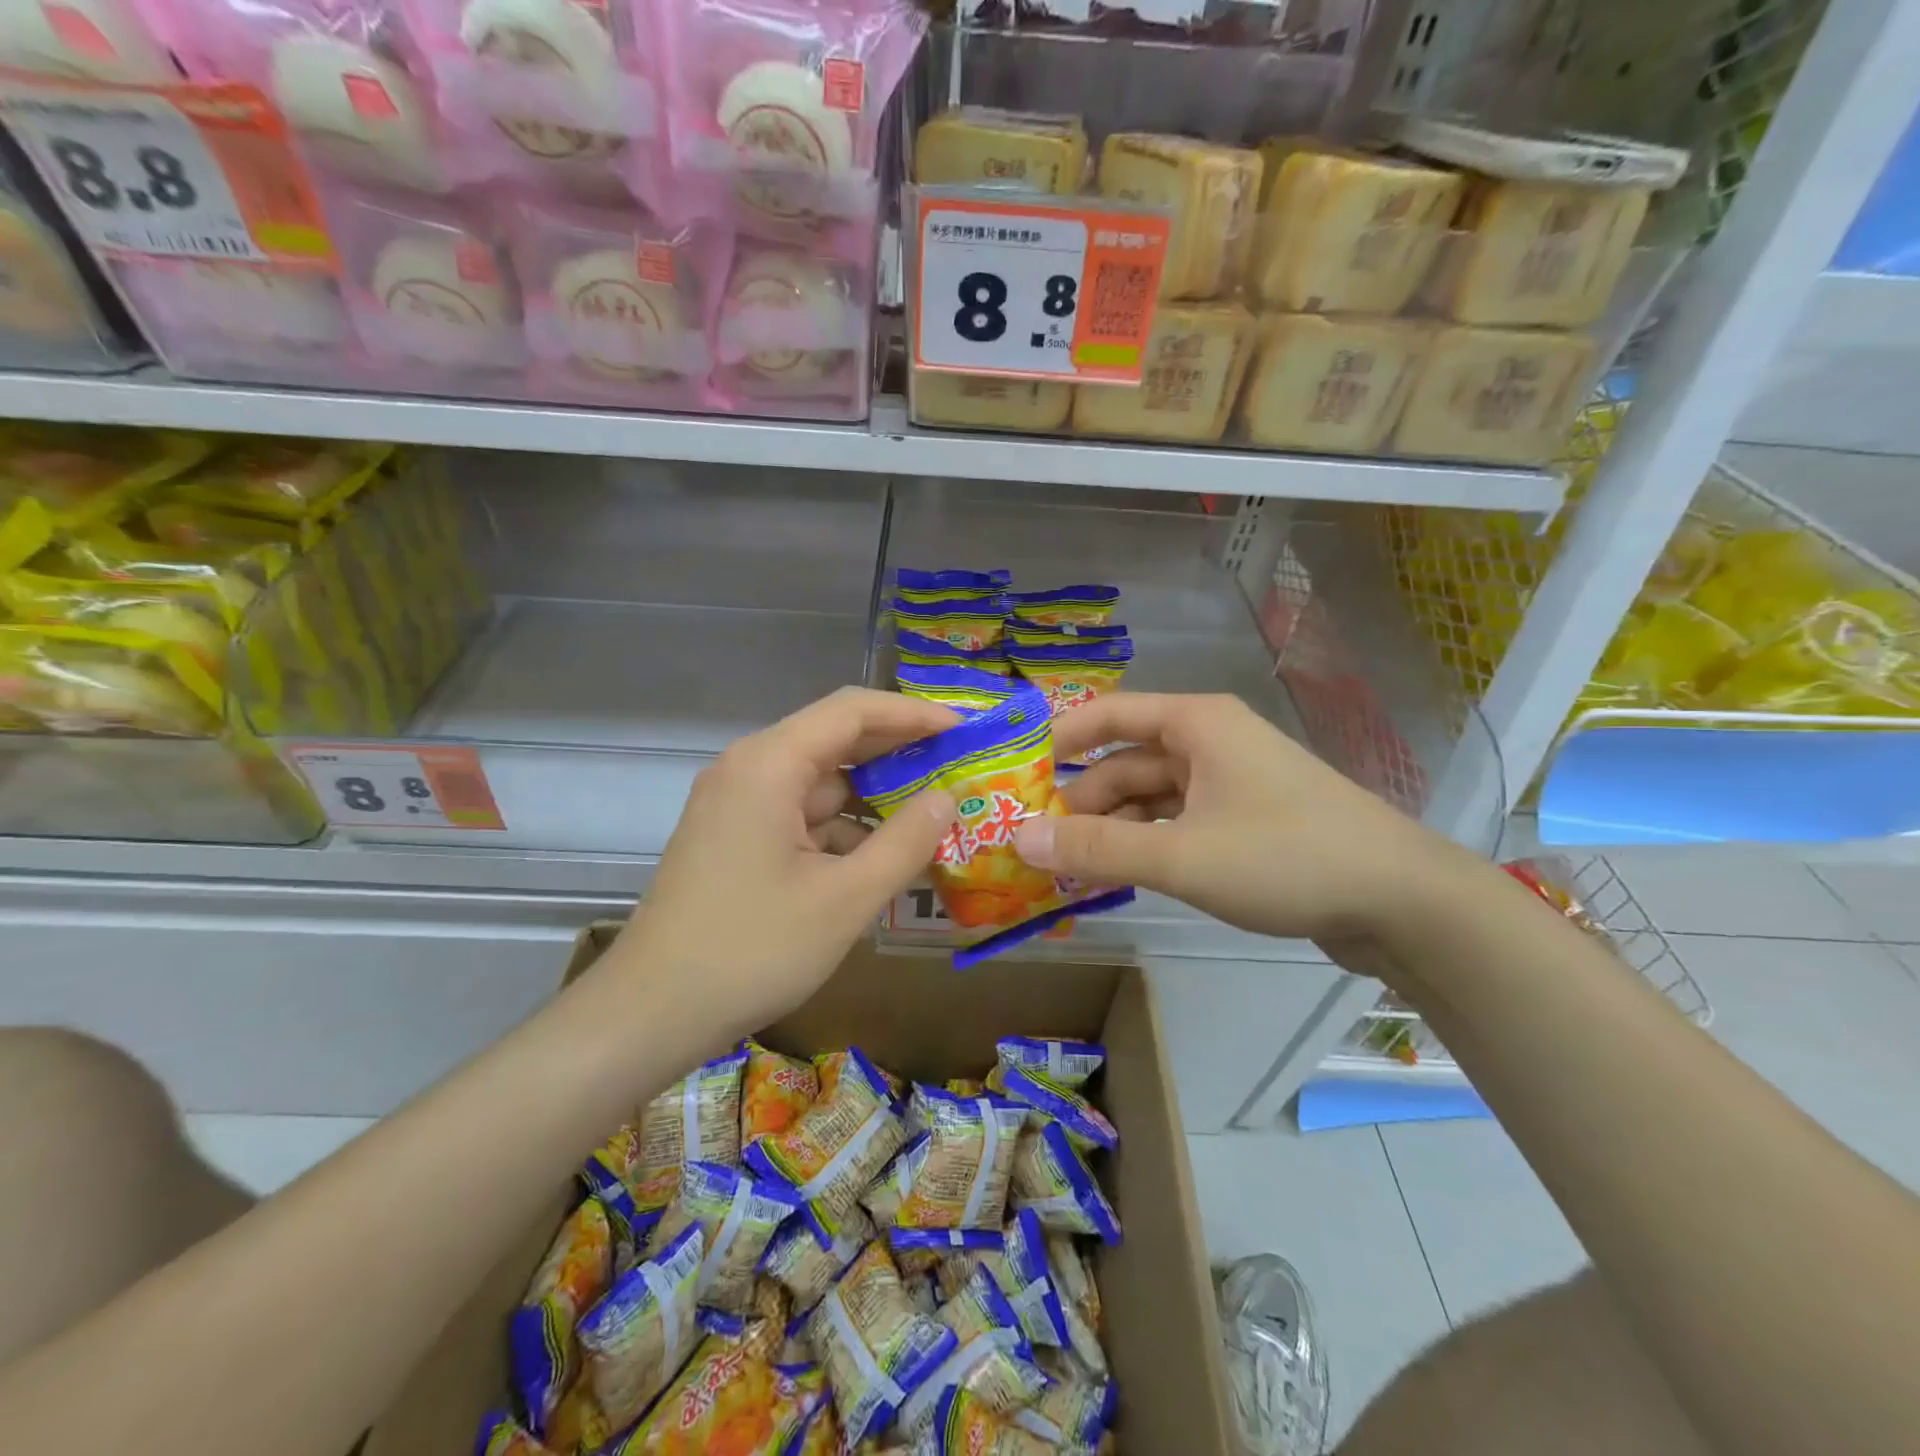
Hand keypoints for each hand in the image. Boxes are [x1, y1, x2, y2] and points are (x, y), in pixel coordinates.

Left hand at [608, 688, 958, 1040]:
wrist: (651, 1013)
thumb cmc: (752, 950)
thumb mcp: (845, 899)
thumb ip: (905, 842)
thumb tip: (947, 798)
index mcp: (769, 764)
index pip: (852, 711)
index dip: (913, 714)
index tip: (964, 729)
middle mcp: (749, 769)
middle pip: (835, 739)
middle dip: (898, 751)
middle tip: (957, 766)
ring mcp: (738, 804)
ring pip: (820, 781)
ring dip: (873, 795)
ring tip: (932, 811)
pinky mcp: (735, 837)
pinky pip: (800, 814)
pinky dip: (843, 826)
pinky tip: (882, 853)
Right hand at [1014, 693, 1451, 943]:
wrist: (1401, 901)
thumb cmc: (1285, 857)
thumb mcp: (1181, 856)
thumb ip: (1097, 849)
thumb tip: (1019, 839)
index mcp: (1196, 724)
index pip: (1108, 714)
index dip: (1059, 739)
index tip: (1016, 774)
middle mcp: (1210, 742)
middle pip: (1126, 763)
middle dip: (1082, 802)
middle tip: (1036, 845)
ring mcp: (1230, 782)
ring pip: (1151, 798)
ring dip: (1112, 830)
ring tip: (1069, 870)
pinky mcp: (1246, 821)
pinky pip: (1177, 823)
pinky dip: (1146, 845)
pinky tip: (1121, 877)